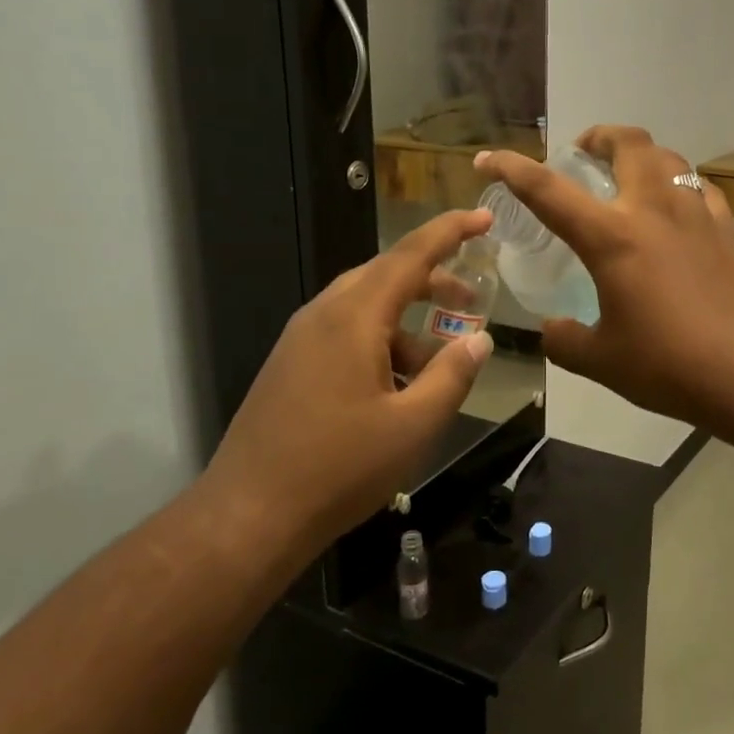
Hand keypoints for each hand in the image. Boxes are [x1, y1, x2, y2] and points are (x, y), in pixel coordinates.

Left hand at [197, 209, 495, 552]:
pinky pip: (345, 333)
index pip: (409, 255)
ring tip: (439, 360)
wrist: (249, 516)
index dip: (450, 232)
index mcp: (353, 318)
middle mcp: (322, 316)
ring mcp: (300, 340)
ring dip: (407, 319)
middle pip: (385, 275)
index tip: (484, 217)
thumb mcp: (414, 425)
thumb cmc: (339, 468)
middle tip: (471, 297)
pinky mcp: (290, 365)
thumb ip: (452, 375)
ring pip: (364, 307)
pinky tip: (398, 385)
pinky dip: (381, 342)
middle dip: (432, 280)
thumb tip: (479, 339)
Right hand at [477, 126, 733, 424]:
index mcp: (611, 237)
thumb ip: (565, 341)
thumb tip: (551, 330)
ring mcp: (697, 214)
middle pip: (627, 142)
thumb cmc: (669, 365)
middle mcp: (654, 209)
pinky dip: (680, 187)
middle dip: (599, 135)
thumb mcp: (602, 361)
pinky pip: (699, 189)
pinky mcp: (729, 229)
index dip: (512, 169)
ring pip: (669, 157)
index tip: (489, 157)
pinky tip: (678, 211)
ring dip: (642, 156)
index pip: (548, 190)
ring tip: (630, 177)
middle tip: (584, 151)